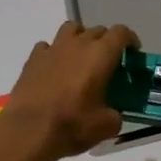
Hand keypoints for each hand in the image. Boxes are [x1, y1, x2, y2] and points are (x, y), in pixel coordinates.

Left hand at [0, 21, 135, 160]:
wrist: (28, 131)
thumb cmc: (72, 125)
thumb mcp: (106, 126)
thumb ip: (115, 114)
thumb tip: (112, 113)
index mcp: (101, 54)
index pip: (121, 33)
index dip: (130, 39)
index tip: (133, 52)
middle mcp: (78, 44)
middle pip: (98, 30)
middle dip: (107, 42)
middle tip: (108, 62)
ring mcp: (53, 48)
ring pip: (71, 29)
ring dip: (80, 38)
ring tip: (81, 57)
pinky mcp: (33, 59)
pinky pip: (47, 46)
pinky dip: (55, 53)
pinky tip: (55, 68)